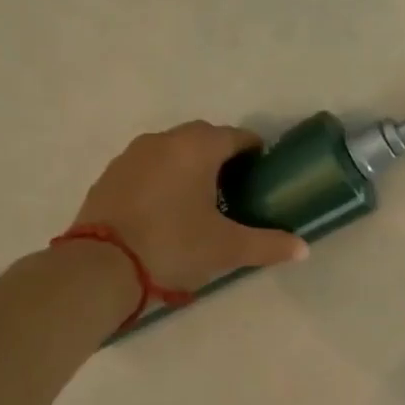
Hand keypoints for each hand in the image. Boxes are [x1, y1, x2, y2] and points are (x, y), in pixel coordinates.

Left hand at [73, 122, 307, 292]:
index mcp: (196, 147)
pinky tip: (166, 209)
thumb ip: (269, 245)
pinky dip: (162, 178)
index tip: (263, 172)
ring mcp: (131, 155)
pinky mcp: (109, 175)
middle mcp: (164, 140)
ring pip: (171, 150)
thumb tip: (304, 248)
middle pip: (202, 138)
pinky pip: (147, 167)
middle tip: (235, 187)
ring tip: (200, 199)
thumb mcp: (227, 249)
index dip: (255, 152)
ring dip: (189, 165)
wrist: (100, 268)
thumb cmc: (173, 247)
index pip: (237, 136)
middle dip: (222, 156)